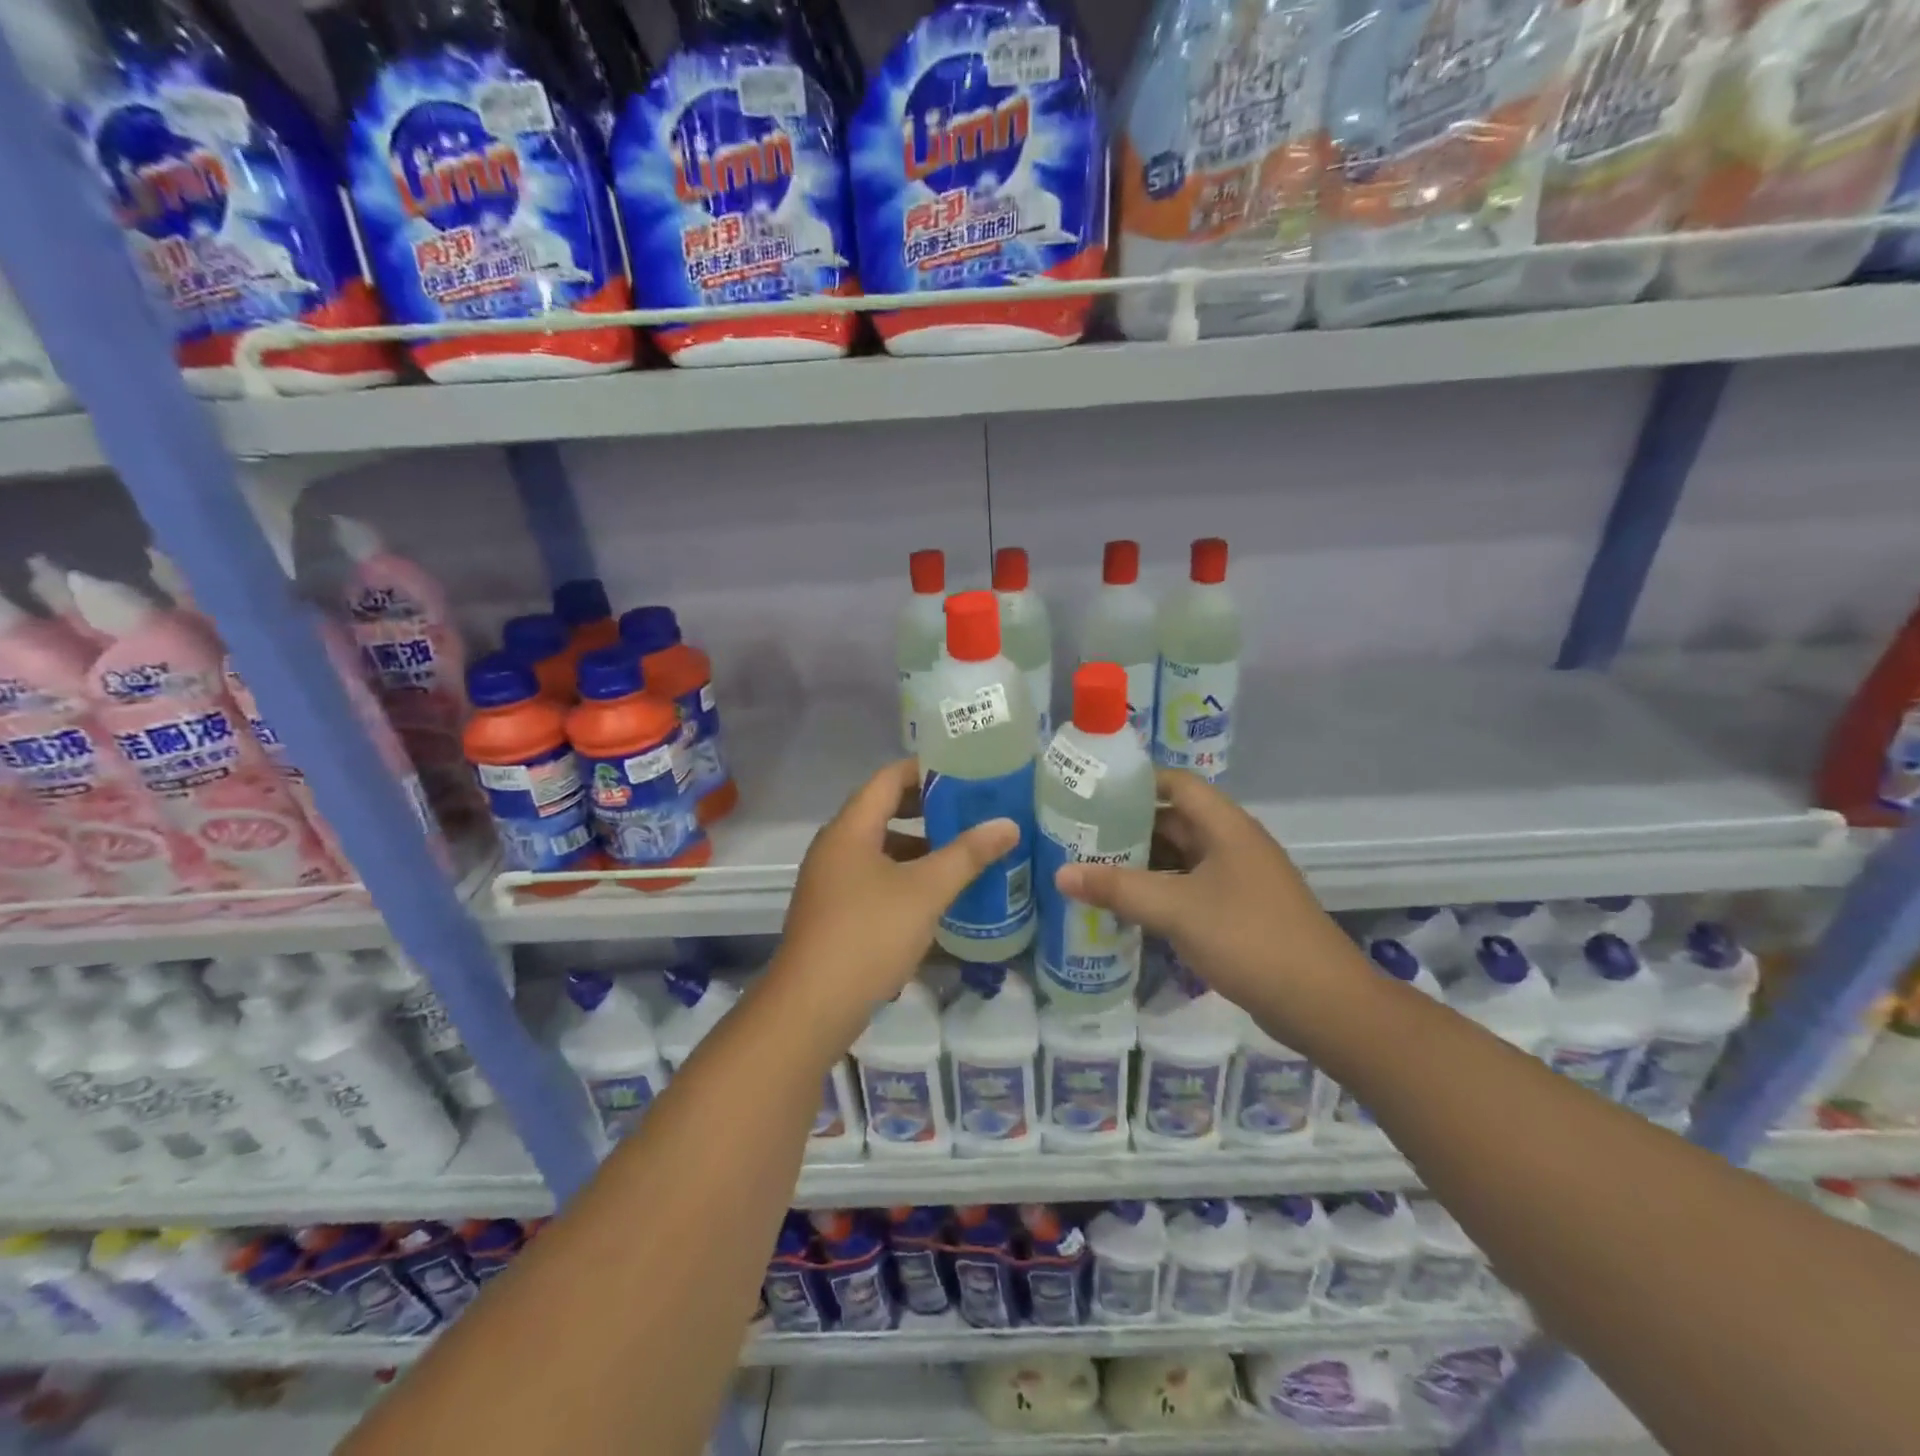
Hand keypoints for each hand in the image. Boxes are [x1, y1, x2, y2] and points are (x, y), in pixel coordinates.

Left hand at [774, 759, 1018, 1033]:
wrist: (812, 1006)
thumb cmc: (869, 935)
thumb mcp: (926, 891)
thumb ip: (967, 854)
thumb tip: (1008, 824)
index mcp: (850, 829)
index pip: (888, 778)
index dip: (925, 769)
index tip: (965, 769)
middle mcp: (835, 847)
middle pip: (883, 811)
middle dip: (927, 808)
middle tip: (971, 808)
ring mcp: (831, 881)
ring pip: (881, 848)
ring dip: (919, 846)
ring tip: (962, 850)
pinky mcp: (835, 912)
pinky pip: (875, 878)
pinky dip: (905, 876)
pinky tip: (936, 894)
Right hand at [1054, 768, 1361, 1032]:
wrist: (1322, 1003)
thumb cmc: (1249, 938)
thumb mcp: (1176, 910)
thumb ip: (1117, 889)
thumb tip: (1060, 873)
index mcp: (1225, 826)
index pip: (1176, 784)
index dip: (1135, 783)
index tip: (1092, 794)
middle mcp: (1233, 844)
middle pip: (1175, 821)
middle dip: (1128, 828)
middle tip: (1079, 837)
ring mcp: (1239, 879)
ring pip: (1181, 858)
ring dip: (1142, 863)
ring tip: (1093, 870)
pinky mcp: (1240, 912)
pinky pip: (1191, 888)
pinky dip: (1160, 891)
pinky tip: (1128, 907)